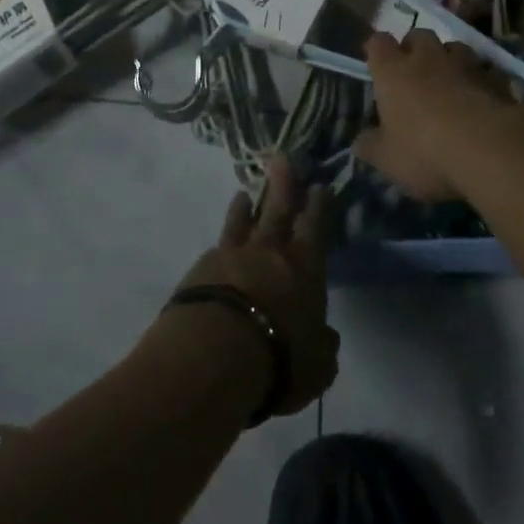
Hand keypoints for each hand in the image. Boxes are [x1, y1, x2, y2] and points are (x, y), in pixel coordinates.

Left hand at [173, 157, 338, 416]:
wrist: (214, 355)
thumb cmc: (280, 359)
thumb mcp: (317, 364)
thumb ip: (322, 345)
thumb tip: (324, 335)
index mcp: (304, 267)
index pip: (315, 227)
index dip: (319, 206)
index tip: (319, 186)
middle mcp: (268, 252)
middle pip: (277, 210)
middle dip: (283, 185)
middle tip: (282, 159)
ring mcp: (231, 255)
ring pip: (240, 223)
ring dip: (244, 208)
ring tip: (243, 194)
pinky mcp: (199, 268)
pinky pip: (216, 249)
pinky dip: (222, 245)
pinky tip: (218, 248)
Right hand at [352, 29, 519, 201]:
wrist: (490, 150)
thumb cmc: (425, 151)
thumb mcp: (388, 159)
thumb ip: (371, 148)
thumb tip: (359, 143)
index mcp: (393, 72)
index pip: (378, 43)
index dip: (377, 50)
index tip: (377, 62)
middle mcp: (428, 59)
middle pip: (419, 35)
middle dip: (415, 47)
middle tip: (414, 69)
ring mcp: (466, 66)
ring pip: (456, 47)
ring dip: (451, 59)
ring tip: (451, 79)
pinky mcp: (497, 80)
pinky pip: (489, 71)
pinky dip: (485, 80)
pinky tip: (485, 96)